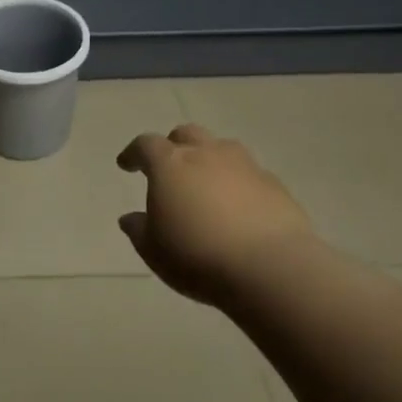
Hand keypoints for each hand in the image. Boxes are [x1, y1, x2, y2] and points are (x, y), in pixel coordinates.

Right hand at [117, 125, 316, 305]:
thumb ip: (139, 230)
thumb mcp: (154, 250)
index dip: (133, 153)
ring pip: (222, 147)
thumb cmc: (197, 255)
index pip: (145, 144)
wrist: (269, 267)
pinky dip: (239, 182)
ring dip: (210, 158)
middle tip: (169, 167)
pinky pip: (250, 173)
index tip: (126, 165)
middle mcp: (206, 154)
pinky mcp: (274, 184)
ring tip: (207, 183)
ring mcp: (245, 165)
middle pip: (186, 134)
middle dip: (173, 145)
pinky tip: (239, 206)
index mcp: (170, 164)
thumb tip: (130, 218)